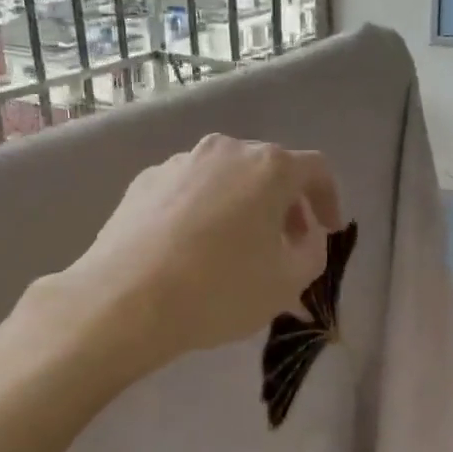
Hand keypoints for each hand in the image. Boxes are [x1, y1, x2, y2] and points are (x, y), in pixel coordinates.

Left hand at [43, 134, 342, 376]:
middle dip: (285, 204)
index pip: (316, 169)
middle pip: (269, 169)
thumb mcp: (287, 283)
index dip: (329, 199)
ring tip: (236, 247)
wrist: (123, 300)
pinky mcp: (145, 180)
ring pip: (227, 177)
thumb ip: (312, 252)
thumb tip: (305, 237)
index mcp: (269, 167)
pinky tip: (192, 248)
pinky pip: (190, 189)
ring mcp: (180, 162)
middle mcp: (226, 150)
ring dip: (243, 205)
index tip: (328, 230)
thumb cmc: (219, 290)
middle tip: (286, 243)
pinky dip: (204, 210)